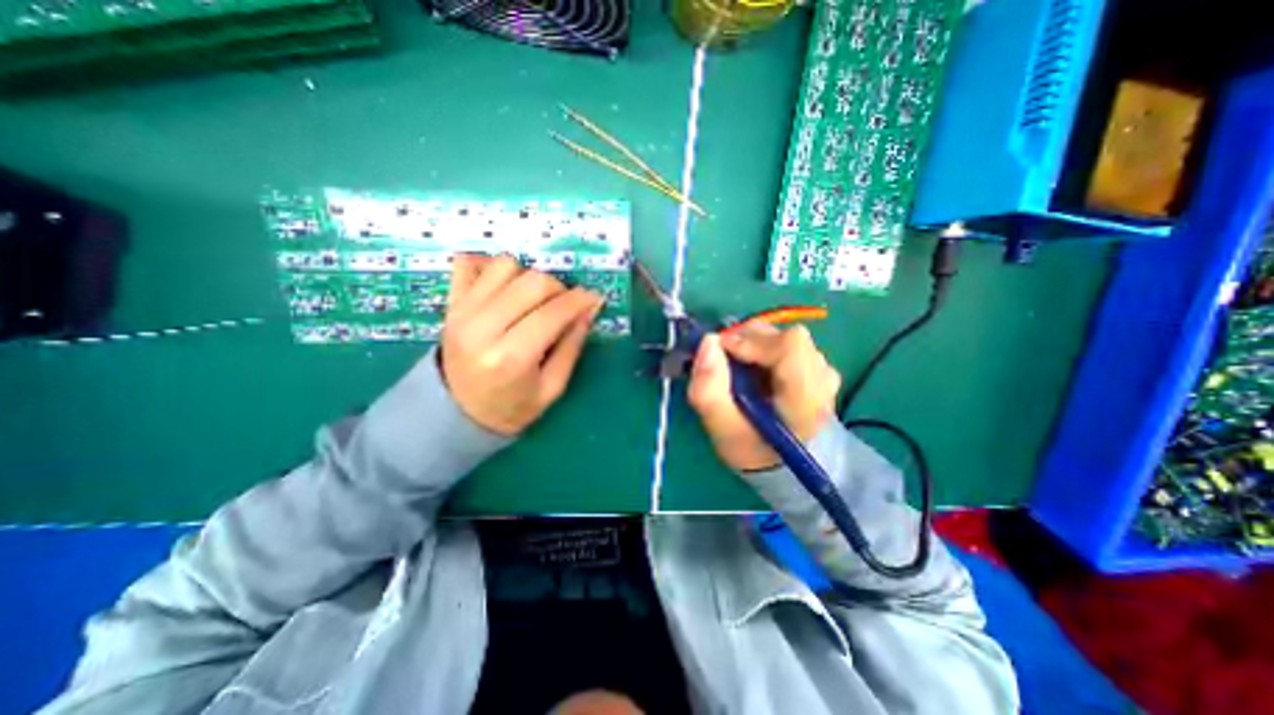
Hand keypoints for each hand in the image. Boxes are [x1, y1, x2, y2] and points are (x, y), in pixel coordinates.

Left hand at [439, 253, 603, 437]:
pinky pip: (469, 262)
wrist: (456, 413)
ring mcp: (462, 312)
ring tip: (533, 300)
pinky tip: (505, 286)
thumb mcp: (552, 388)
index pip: (553, 313)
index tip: (594, 299)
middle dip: (559, 288)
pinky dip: (491, 267)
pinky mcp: (450, 303)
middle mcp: (482, 328)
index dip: (580, 300)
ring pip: (505, 265)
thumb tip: (589, 309)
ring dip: (528, 277)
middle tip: (564, 305)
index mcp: (511, 358)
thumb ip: (572, 346)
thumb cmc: (511, 407)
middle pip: (532, 282)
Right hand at [693, 323, 843, 475]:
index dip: (753, 341)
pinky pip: (787, 342)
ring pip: (785, 336)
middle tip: (725, 359)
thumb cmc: (752, 448)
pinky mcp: (817, 367)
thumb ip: (709, 390)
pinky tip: (755, 369)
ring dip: (755, 344)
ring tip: (740, 368)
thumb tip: (708, 342)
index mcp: (806, 400)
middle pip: (787, 338)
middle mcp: (823, 379)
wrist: (782, 463)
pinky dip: (764, 348)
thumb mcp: (722, 429)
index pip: (790, 346)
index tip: (722, 350)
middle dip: (749, 340)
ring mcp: (824, 371)